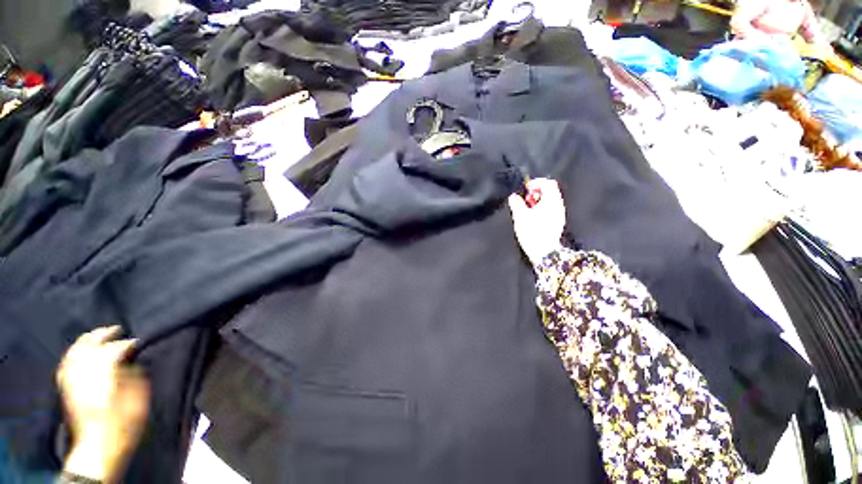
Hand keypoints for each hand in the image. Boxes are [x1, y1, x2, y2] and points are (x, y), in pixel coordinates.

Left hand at [57, 326, 149, 482]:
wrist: (98, 447)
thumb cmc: (124, 424)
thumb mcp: (137, 400)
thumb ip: (134, 376)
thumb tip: (131, 360)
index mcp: (103, 376)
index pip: (114, 350)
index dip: (126, 343)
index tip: (137, 342)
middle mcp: (84, 374)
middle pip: (90, 346)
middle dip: (104, 335)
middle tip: (117, 329)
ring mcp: (72, 380)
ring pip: (75, 351)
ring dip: (87, 340)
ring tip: (98, 334)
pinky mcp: (66, 387)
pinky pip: (66, 363)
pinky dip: (73, 352)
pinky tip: (79, 350)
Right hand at [508, 178, 565, 266]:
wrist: (545, 252)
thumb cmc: (533, 232)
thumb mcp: (520, 216)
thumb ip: (517, 204)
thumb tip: (513, 196)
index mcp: (551, 201)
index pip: (548, 183)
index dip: (536, 182)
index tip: (525, 189)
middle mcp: (558, 205)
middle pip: (550, 191)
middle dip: (536, 192)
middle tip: (525, 199)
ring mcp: (559, 214)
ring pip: (550, 201)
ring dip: (538, 201)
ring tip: (526, 209)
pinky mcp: (557, 223)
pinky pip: (550, 209)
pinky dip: (541, 208)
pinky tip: (532, 217)